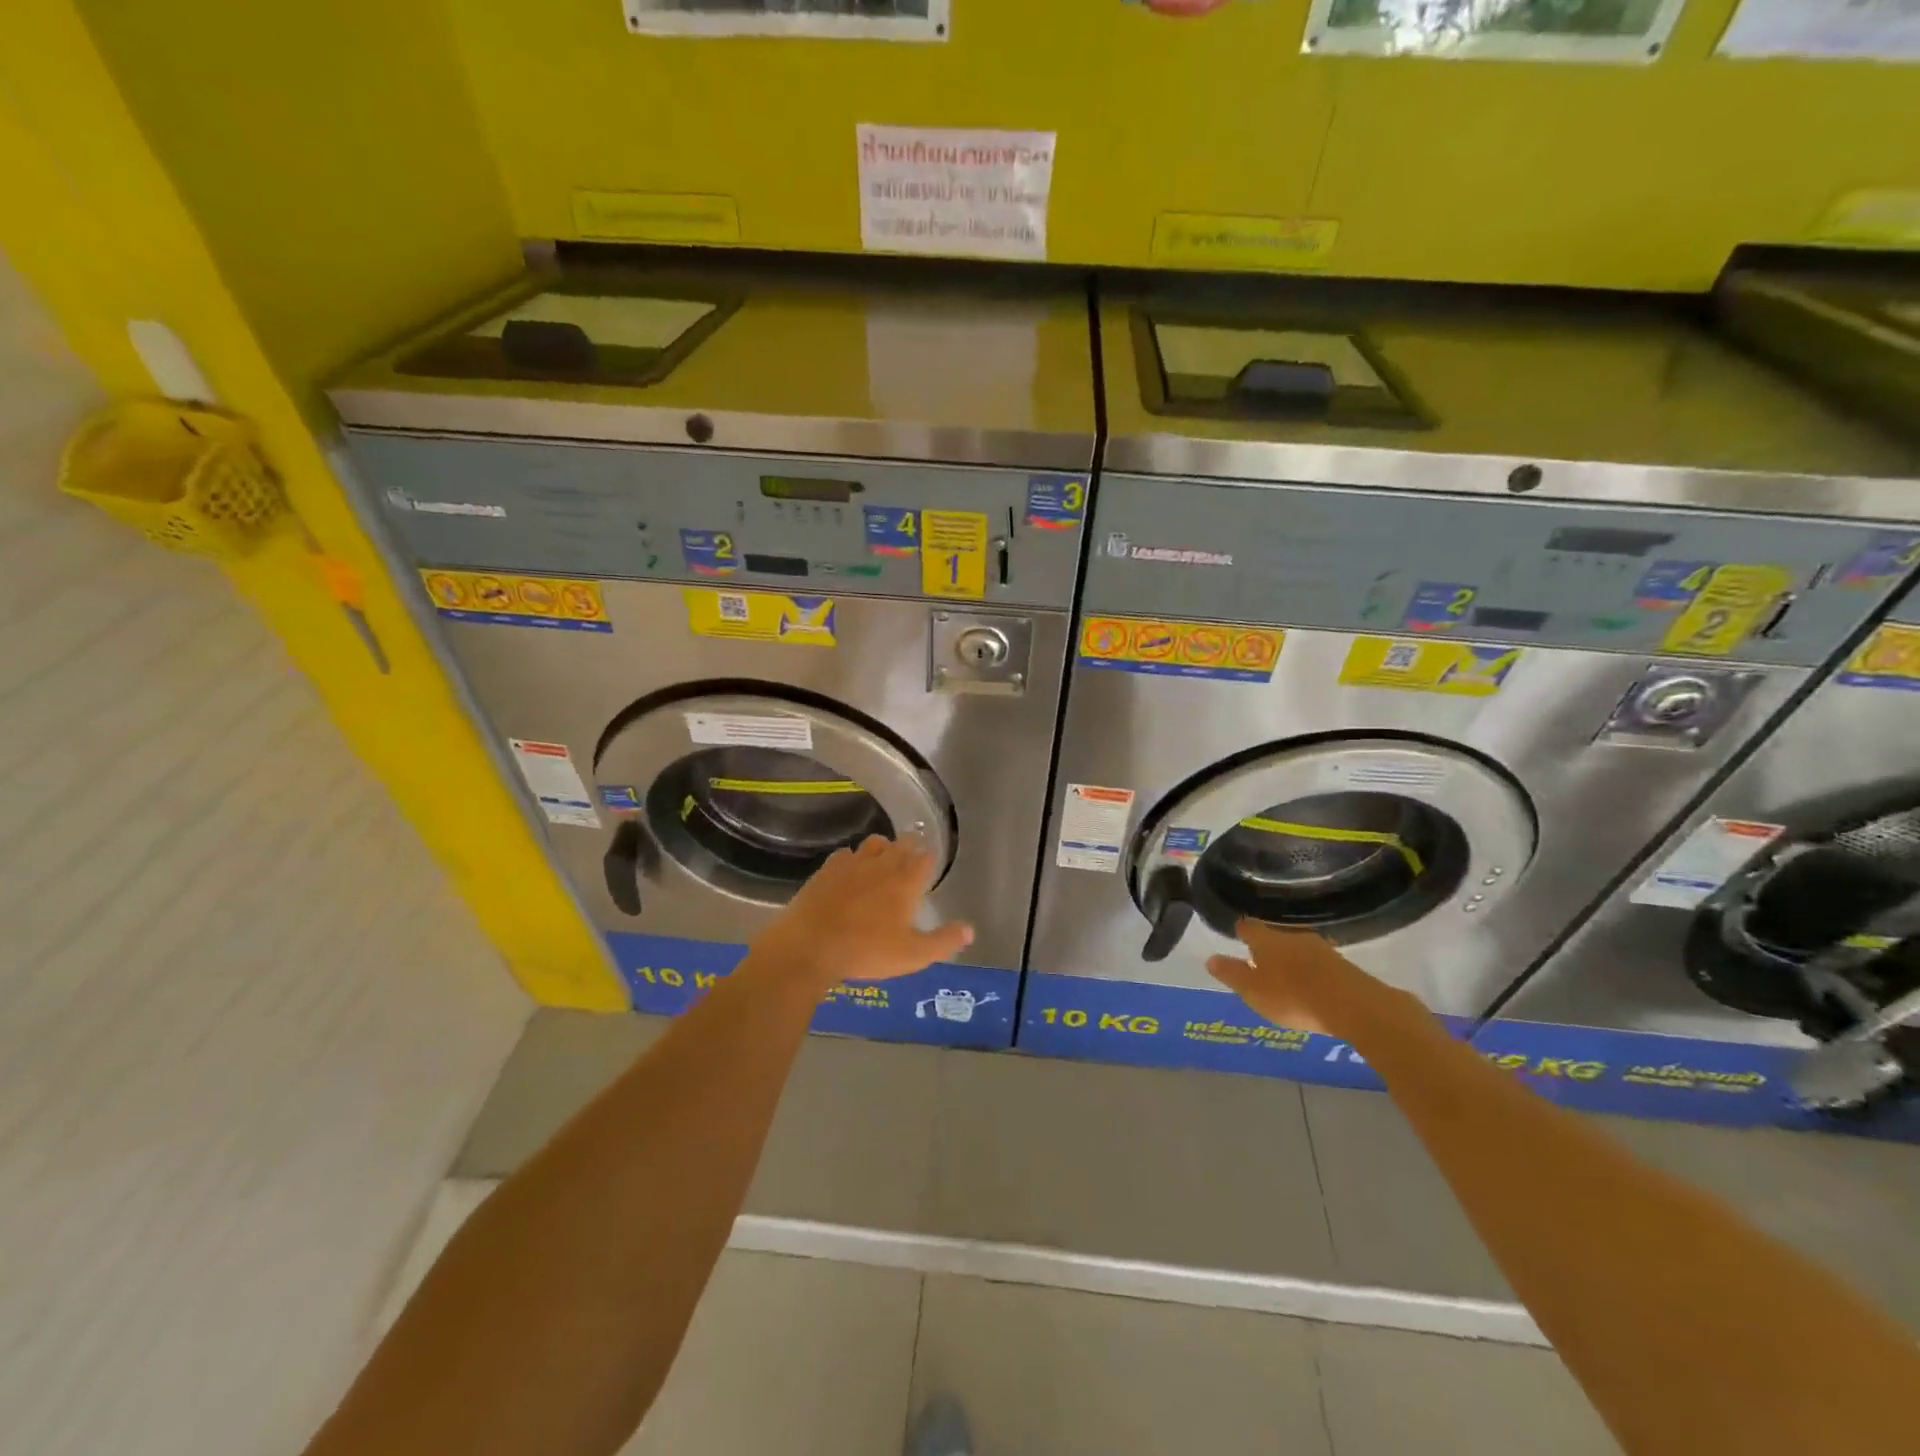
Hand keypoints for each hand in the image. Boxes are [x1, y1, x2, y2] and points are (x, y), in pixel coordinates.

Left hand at [751, 835, 972, 990]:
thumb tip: (969, 930)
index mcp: (905, 882)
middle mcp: (882, 865)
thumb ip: (944, 941)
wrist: (810, 947)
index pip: (925, 859)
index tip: (931, 862)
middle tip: (913, 852)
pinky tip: (850, 870)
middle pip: (902, 844)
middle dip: (910, 845)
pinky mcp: (827, 870)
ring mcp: (852, 864)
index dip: (930, 859)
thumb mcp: (913, 955)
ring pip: (873, 843)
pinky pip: (845, 854)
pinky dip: (852, 859)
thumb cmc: (867, 952)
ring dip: (883, 847)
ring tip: (884, 858)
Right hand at [1206, 919, 1386, 1033]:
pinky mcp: (1341, 965)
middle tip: (1259, 958)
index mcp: (1266, 940)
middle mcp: (1292, 936)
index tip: (1237, 933)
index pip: (1248, 927)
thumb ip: (1232, 974)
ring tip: (1284, 973)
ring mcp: (1320, 949)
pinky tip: (1310, 984)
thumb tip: (1210, 958)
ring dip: (1290, 958)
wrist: (1352, 1005)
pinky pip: (1317, 962)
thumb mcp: (1253, 990)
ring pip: (1297, 947)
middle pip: (1274, 935)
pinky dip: (1310, 970)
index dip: (1241, 930)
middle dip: (1267, 945)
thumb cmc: (1292, 996)